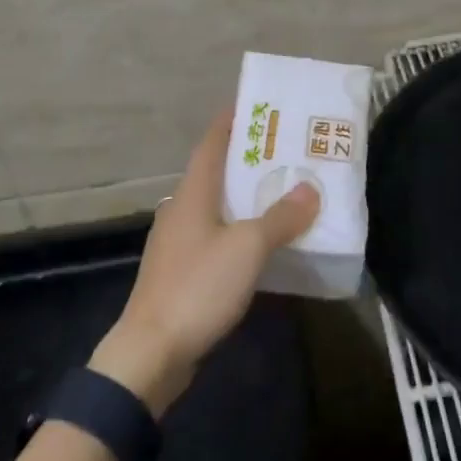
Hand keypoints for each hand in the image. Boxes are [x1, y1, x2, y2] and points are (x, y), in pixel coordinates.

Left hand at [91, 111, 319, 415]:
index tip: (258, 106)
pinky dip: (239, 229)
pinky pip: (215, 236)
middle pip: (216, 172)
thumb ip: (281, 217)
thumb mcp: (248, 248)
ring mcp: (177, 242)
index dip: (232, 121)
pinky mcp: (180, 272)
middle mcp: (181, 209)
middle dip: (248, 159)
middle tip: (286, 150)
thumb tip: (310, 189)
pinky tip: (262, 242)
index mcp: (192, 193)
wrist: (151, 354)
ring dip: (246, 197)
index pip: (212, 142)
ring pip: (217, 206)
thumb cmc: (198, 287)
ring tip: (282, 192)